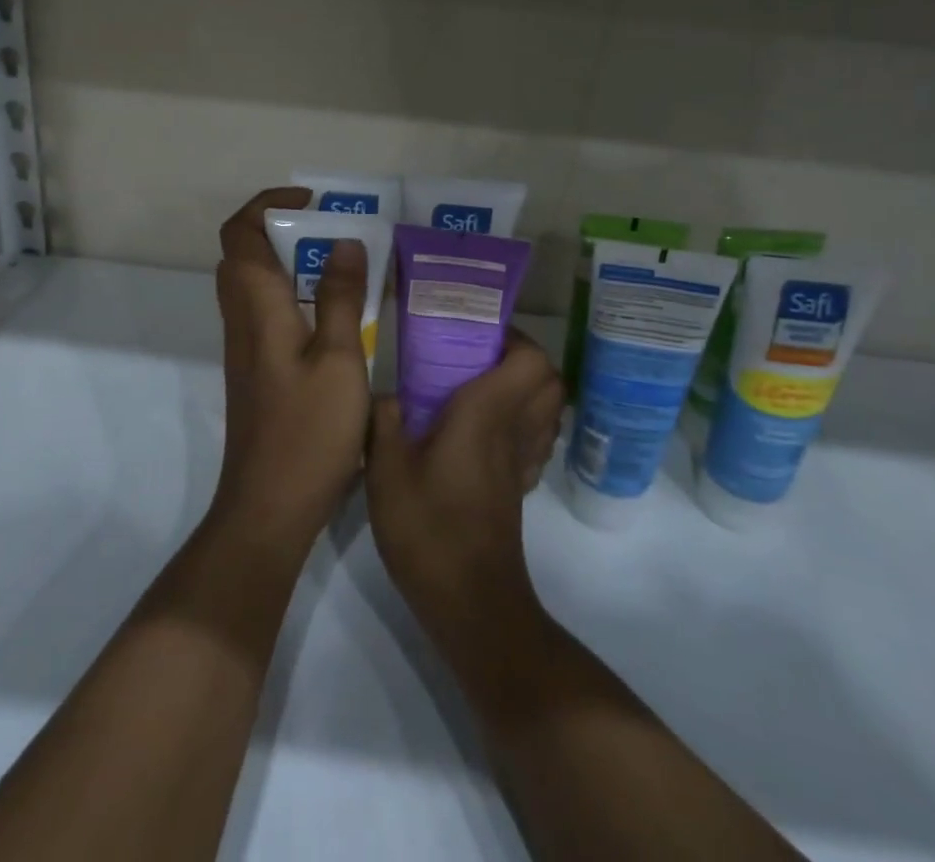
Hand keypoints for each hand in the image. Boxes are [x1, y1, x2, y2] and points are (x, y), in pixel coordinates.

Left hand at [211, 188, 372, 544]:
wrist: (269, 506)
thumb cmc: (308, 431)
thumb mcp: (339, 358)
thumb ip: (341, 296)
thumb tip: (344, 242)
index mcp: (257, 306)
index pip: (241, 232)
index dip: (268, 204)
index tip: (314, 203)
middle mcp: (242, 319)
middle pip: (244, 252)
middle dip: (284, 229)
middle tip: (334, 233)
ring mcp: (245, 347)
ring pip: (254, 283)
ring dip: (290, 262)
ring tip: (342, 266)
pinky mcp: (256, 370)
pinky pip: (266, 311)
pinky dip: (293, 294)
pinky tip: (335, 316)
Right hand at [366, 330, 563, 647]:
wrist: (469, 604)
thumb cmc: (428, 530)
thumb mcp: (385, 471)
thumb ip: (383, 422)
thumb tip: (386, 394)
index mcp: (487, 413)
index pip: (532, 360)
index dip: (514, 337)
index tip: (476, 330)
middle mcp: (515, 430)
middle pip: (550, 379)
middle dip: (523, 357)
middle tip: (476, 353)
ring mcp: (523, 462)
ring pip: (548, 408)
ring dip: (525, 388)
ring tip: (478, 384)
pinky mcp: (520, 487)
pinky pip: (536, 438)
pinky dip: (522, 422)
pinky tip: (481, 430)